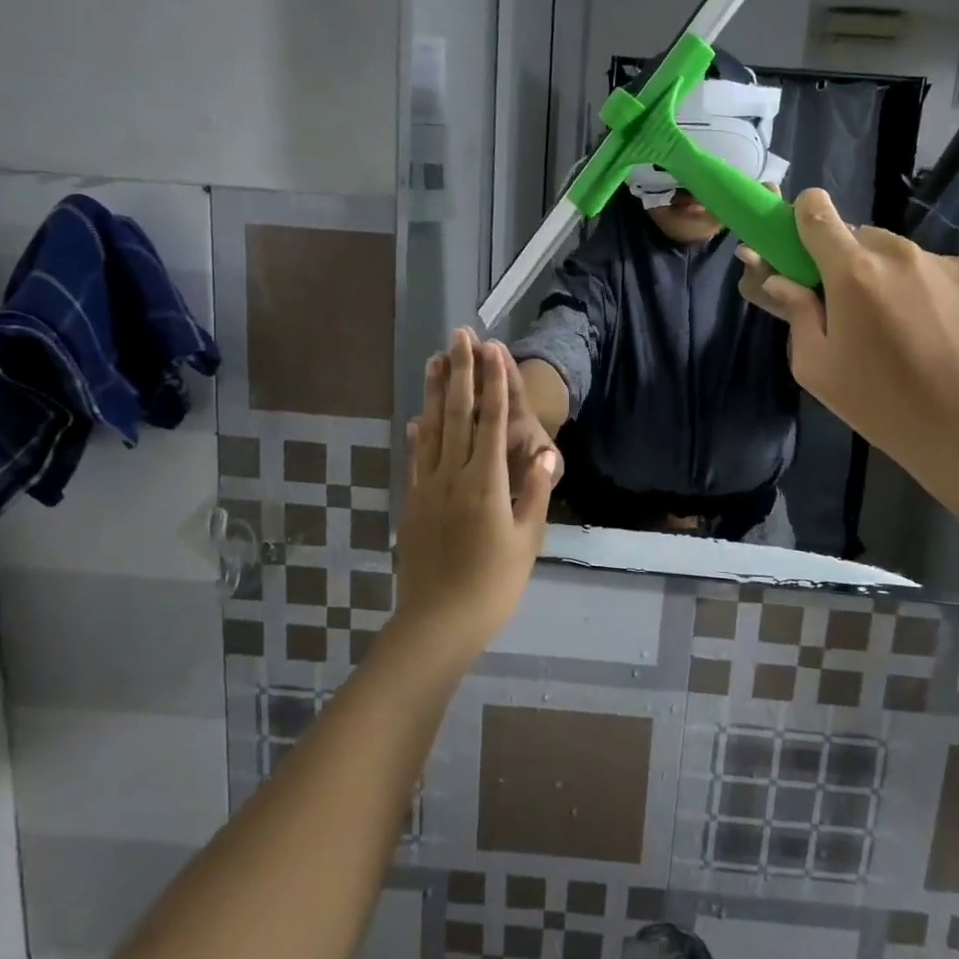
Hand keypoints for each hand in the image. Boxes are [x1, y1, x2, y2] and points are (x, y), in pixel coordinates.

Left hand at [393, 330, 558, 663]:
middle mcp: (453, 475)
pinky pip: (415, 459)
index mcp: (486, 482)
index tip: (493, 350)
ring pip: (432, 429)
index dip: (493, 382)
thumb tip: (547, 451)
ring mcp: (428, 487)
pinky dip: (418, 433)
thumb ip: (536, 492)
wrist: (438, 622)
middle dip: (462, 372)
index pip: (492, 421)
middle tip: (459, 336)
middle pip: (459, 414)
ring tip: (435, 360)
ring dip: (436, 392)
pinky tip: (417, 417)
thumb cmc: (493, 584)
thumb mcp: (527, 541)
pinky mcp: (412, 502)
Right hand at [737, 189, 958, 510]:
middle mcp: (899, 254)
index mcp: (851, 273)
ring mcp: (947, 262)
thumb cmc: (882, 404)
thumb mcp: (817, 368)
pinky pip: (942, 272)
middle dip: (850, 264)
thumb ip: (796, 313)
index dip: (805, 218)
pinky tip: (942, 334)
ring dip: (893, 279)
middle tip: (855, 310)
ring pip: (903, 256)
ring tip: (905, 329)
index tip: (803, 242)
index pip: (817, 212)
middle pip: (860, 238)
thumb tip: (782, 280)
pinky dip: (933, 293)